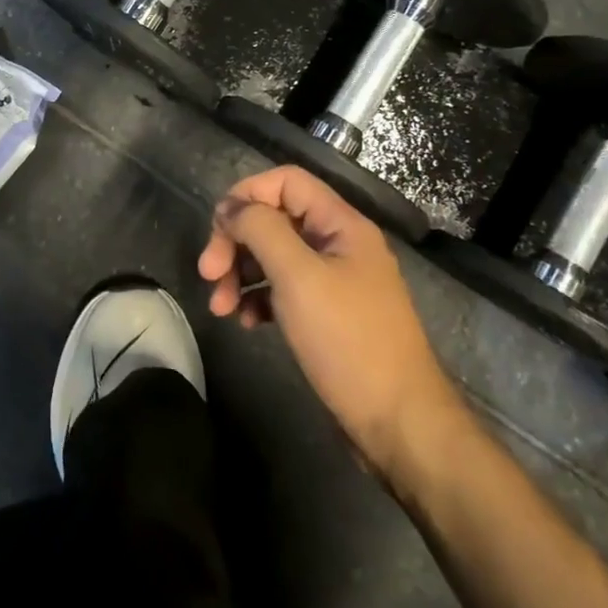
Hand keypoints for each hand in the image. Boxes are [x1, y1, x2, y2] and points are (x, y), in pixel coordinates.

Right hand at [198, 166, 464, 479]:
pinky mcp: (328, 315)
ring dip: (241, 273)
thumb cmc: (348, 341)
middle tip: (208, 273)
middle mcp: (338, 244)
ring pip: (275, 256)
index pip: (286, 182)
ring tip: (220, 307)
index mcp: (341, 224)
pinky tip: (247, 322)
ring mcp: (335, 281)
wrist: (400, 426)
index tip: (218, 228)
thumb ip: (262, 229)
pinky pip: (284, 290)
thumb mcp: (298, 277)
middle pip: (275, 219)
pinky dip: (260, 299)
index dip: (247, 194)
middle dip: (236, 241)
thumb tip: (233, 208)